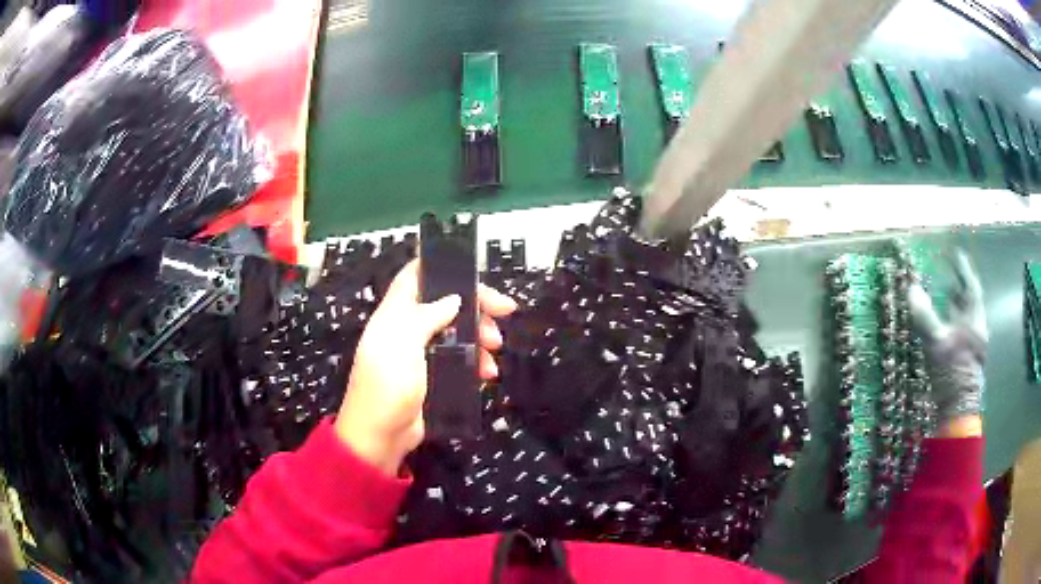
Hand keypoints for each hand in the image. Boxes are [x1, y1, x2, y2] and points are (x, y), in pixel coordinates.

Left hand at [335, 259, 517, 475]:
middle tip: (504, 312)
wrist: (379, 436)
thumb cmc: (387, 385)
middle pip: (446, 302)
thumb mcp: (403, 344)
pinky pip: (459, 359)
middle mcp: (408, 327)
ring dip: (480, 336)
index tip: (476, 274)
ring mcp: (421, 352)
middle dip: (476, 306)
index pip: (417, 275)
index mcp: (395, 313)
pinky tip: (486, 373)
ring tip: (495, 350)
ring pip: (457, 331)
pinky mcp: (432, 375)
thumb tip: (454, 298)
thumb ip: (427, 316)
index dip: (443, 267)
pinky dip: (475, 362)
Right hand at [907, 250, 986, 433]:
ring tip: (947, 295)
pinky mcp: (969, 359)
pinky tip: (948, 325)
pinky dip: (955, 321)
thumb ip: (924, 315)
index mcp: (975, 319)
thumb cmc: (951, 373)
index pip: (971, 285)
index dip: (962, 268)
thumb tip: (911, 287)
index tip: (955, 253)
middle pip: (971, 301)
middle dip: (960, 286)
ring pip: (967, 317)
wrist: (958, 411)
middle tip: (949, 274)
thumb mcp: (936, 343)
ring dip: (958, 305)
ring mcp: (975, 345)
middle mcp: (978, 328)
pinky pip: (963, 330)